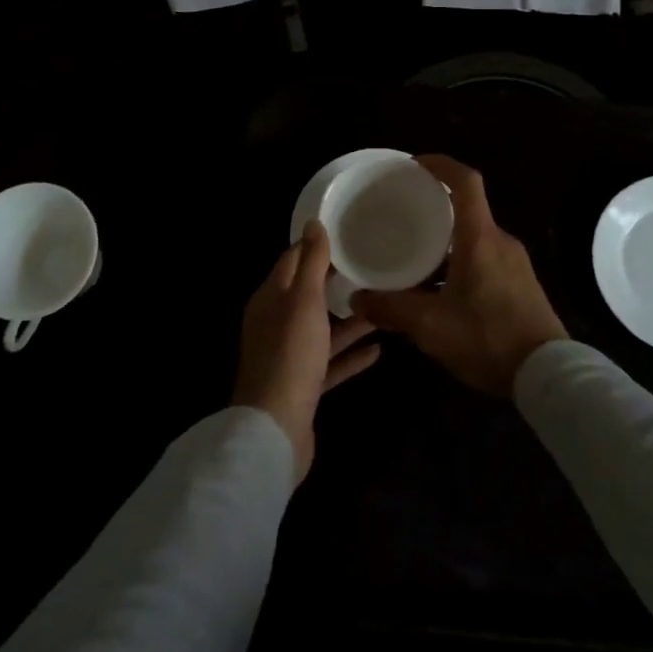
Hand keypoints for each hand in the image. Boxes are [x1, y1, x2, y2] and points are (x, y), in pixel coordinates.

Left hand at [233, 220, 380, 481]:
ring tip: (382, 304)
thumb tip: (313, 222)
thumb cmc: (290, 354)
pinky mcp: (303, 385)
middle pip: (308, 295)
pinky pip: (330, 362)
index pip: (292, 260)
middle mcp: (276, 323)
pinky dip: (350, 355)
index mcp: (271, 298)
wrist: (275, 428)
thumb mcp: (303, 300)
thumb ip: (311, 262)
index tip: (346, 233)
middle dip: (335, 281)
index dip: (316, 245)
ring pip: (322, 329)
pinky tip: (379, 350)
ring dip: (349, 319)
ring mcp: (289, 356)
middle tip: (371, 266)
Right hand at [351, 155, 566, 397]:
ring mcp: (515, 263)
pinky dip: (460, 261)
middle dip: (435, 208)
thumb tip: (357, 299)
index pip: (465, 182)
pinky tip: (441, 290)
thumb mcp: (431, 327)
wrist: (548, 376)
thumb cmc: (488, 339)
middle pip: (467, 210)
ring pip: (475, 238)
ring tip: (414, 257)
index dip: (440, 165)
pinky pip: (486, 258)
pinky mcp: (521, 284)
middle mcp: (501, 241)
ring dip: (446, 241)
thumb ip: (391, 309)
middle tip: (402, 217)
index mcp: (480, 238)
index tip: (414, 165)